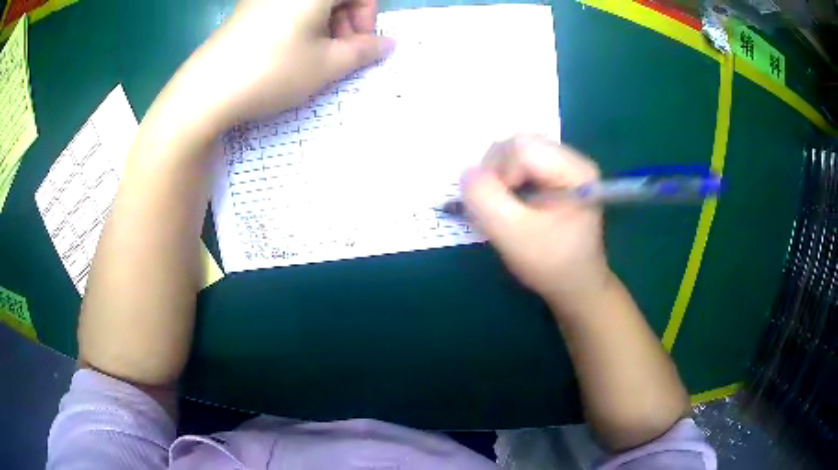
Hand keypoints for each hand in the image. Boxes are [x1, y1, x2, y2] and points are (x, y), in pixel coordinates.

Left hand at [182, 0, 394, 127]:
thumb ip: (364, 51)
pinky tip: (289, 53)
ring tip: (313, 58)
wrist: (205, 91)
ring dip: (324, 26)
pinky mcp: (248, 10)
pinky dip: (299, 26)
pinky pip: (286, 9)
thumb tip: (388, 44)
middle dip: (346, 22)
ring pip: (311, 4)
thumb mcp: (327, 65)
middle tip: (339, 55)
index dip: (367, 17)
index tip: (359, 45)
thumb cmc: (273, 71)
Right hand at [462, 134, 610, 312]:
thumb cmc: (551, 263)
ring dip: (498, 176)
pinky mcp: (553, 173)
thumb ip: (485, 200)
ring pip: (514, 150)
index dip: (500, 173)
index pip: (522, 148)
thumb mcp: (513, 236)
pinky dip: (504, 180)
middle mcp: (572, 159)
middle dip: (496, 172)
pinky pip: (518, 162)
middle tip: (498, 207)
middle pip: (518, 143)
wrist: (574, 283)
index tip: (502, 209)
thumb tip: (467, 173)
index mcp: (575, 171)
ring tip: (504, 206)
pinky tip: (510, 202)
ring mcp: (563, 164)